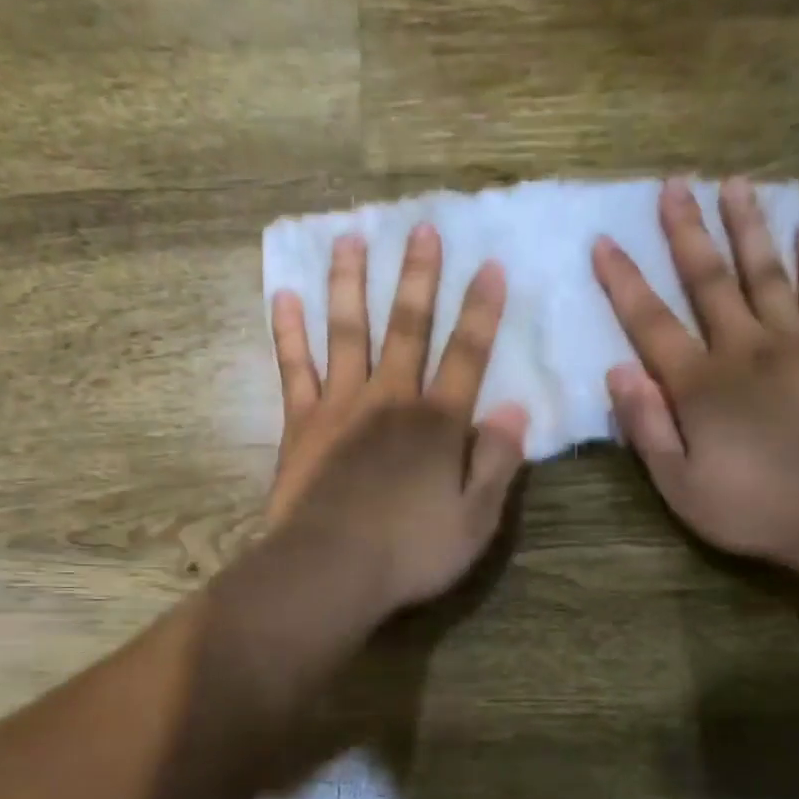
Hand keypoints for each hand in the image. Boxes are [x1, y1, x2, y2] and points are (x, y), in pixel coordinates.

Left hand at [267, 224, 529, 614]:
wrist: (330, 570)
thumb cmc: (410, 552)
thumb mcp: (475, 519)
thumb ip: (497, 461)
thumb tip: (515, 408)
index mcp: (438, 423)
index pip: (468, 355)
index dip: (482, 311)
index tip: (491, 266)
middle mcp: (391, 400)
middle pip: (408, 328)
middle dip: (418, 277)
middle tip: (421, 228)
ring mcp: (341, 406)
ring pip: (347, 332)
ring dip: (351, 283)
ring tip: (350, 238)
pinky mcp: (301, 424)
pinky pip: (294, 368)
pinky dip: (289, 332)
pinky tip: (284, 296)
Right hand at [594, 179, 798, 579]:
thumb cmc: (754, 506)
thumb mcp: (679, 485)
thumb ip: (646, 427)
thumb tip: (617, 371)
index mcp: (699, 384)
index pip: (651, 322)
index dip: (624, 281)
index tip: (604, 240)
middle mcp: (744, 349)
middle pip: (709, 280)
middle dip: (687, 231)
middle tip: (674, 184)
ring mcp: (796, 345)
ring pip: (767, 273)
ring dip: (748, 226)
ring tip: (736, 183)